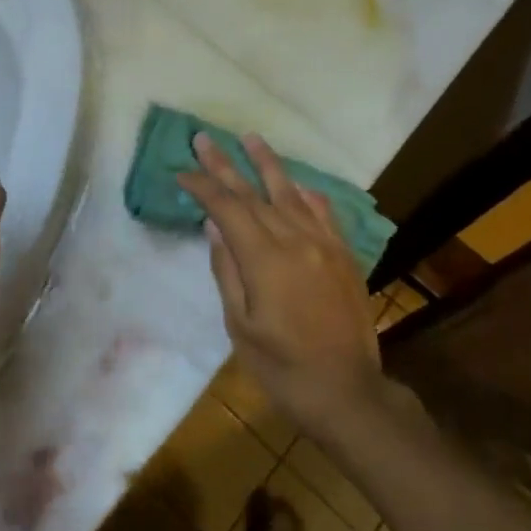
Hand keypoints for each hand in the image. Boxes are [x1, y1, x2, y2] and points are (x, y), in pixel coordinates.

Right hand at [181, 133, 391, 447]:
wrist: (348, 392)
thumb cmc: (283, 368)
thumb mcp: (240, 327)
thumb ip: (227, 272)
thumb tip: (215, 227)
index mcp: (265, 259)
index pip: (228, 208)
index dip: (203, 186)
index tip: (182, 172)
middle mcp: (295, 240)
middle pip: (254, 193)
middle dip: (225, 165)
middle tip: (204, 139)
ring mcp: (324, 245)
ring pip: (290, 194)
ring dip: (267, 164)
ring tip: (251, 138)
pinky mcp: (344, 255)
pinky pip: (323, 213)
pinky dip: (306, 194)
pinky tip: (297, 184)